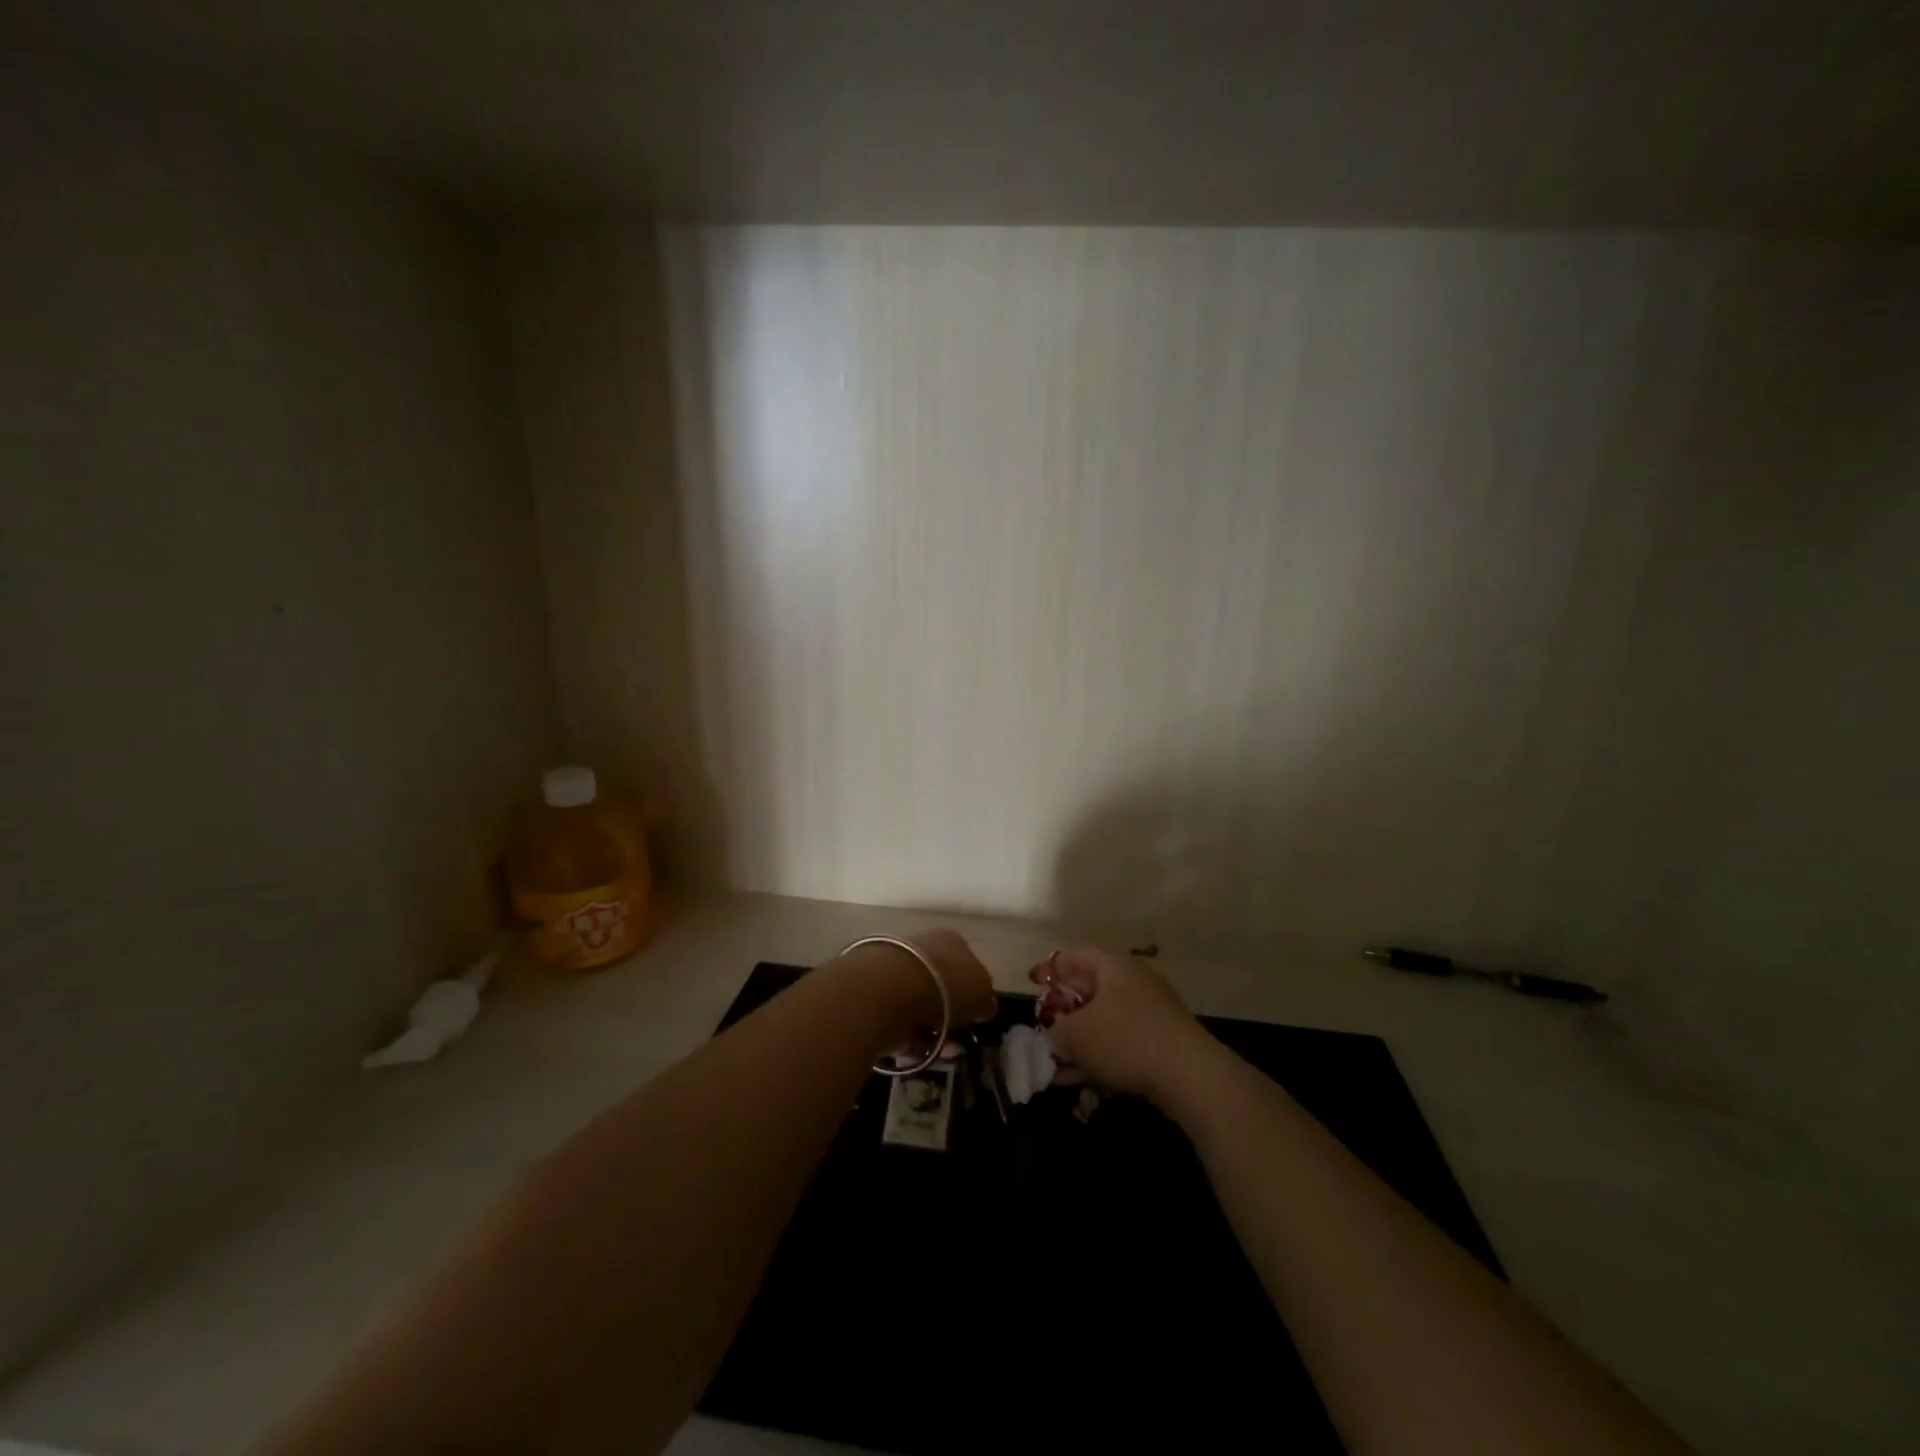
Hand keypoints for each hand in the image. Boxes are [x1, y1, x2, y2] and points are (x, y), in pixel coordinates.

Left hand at [835, 929, 996, 1057]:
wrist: (889, 990)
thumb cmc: (946, 983)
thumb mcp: (982, 991)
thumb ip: (985, 1000)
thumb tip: (984, 1006)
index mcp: (949, 941)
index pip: (965, 962)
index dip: (973, 989)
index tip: (978, 1014)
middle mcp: (921, 950)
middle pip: (941, 986)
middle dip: (951, 1016)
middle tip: (961, 1038)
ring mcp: (895, 974)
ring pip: (920, 1008)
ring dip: (934, 1033)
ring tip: (946, 1053)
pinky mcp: (875, 1000)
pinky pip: (900, 1025)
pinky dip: (913, 1042)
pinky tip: (924, 1054)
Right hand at [1035, 947, 1213, 1103]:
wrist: (1190, 1074)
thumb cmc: (1126, 1039)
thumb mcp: (1076, 1035)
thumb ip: (1055, 1032)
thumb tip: (1052, 1037)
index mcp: (1112, 966)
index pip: (1074, 955)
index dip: (1050, 969)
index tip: (1033, 986)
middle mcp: (1133, 981)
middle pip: (1090, 989)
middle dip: (1064, 1013)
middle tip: (1045, 1031)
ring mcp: (1151, 1010)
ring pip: (1105, 1021)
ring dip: (1080, 1042)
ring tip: (1058, 1068)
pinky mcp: (1162, 1040)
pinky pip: (1122, 1042)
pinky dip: (1101, 1056)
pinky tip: (1084, 1081)